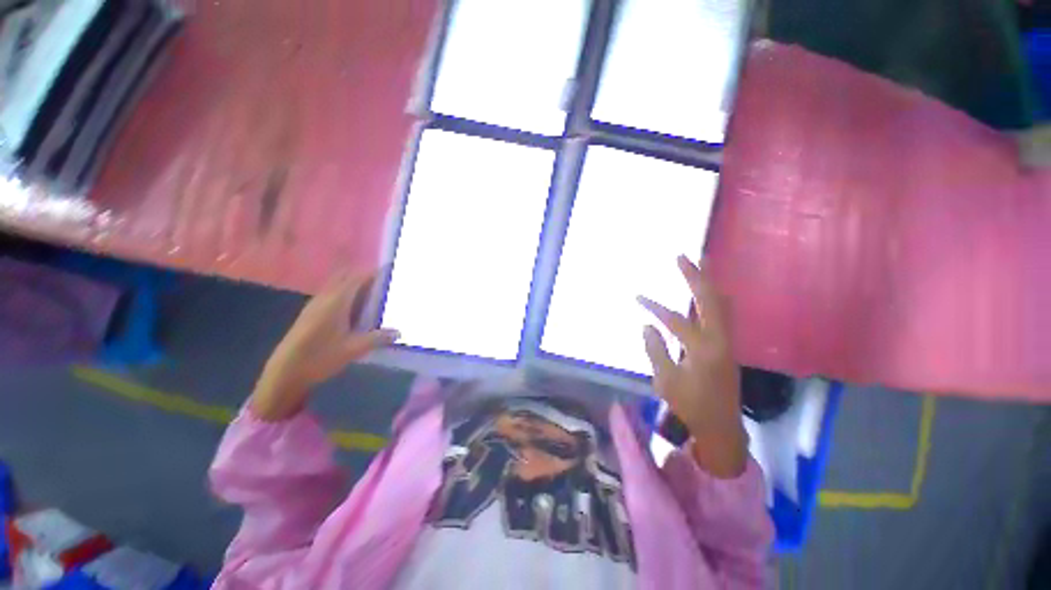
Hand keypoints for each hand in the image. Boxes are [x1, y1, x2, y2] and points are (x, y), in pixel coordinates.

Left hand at [250, 271, 399, 420]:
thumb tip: (399, 332)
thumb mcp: (354, 349)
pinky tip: (353, 309)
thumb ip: (378, 338)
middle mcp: (325, 298)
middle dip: (363, 275)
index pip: (357, 278)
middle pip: (345, 277)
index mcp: (336, 301)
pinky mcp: (309, 314)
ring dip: (353, 284)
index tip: (388, 271)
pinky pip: (330, 294)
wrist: (285, 372)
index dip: (373, 273)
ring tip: (372, 294)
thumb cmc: (320, 357)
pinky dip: (344, 293)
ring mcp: (314, 305)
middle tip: (382, 282)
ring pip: (336, 285)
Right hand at [638, 255, 745, 477]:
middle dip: (696, 276)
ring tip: (701, 263)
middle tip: (683, 256)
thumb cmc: (690, 406)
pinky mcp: (727, 345)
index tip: (637, 298)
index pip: (675, 320)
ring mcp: (727, 341)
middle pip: (710, 300)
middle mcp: (719, 339)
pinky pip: (722, 313)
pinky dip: (713, 298)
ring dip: (709, 283)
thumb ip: (655, 349)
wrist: (721, 427)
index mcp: (702, 349)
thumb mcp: (666, 380)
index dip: (654, 308)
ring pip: (721, 304)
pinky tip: (707, 292)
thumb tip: (647, 325)